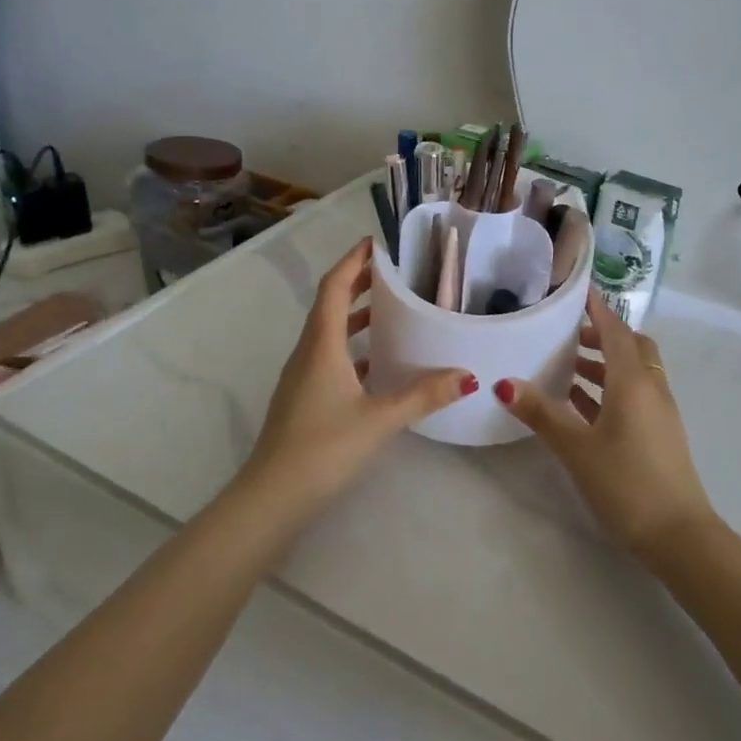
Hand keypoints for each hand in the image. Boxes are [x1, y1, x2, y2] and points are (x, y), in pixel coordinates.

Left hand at [238, 239, 475, 517]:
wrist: (272, 498)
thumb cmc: (323, 448)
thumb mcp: (379, 419)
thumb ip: (423, 395)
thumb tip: (468, 375)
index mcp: (321, 345)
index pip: (334, 287)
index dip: (353, 261)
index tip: (377, 242)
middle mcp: (308, 352)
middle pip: (330, 304)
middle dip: (358, 282)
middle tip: (393, 271)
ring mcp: (301, 376)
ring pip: (329, 331)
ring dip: (355, 315)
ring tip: (391, 309)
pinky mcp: (303, 398)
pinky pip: (329, 356)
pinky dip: (352, 348)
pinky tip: (378, 363)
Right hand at [496, 290, 716, 559]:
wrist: (679, 536)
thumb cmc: (626, 483)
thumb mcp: (577, 448)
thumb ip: (542, 413)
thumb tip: (504, 383)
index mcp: (633, 381)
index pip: (615, 330)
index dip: (596, 309)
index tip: (575, 292)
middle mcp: (651, 388)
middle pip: (630, 346)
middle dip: (601, 335)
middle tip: (566, 335)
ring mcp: (660, 411)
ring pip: (633, 372)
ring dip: (605, 363)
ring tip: (567, 367)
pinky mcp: (660, 433)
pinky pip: (635, 395)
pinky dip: (611, 388)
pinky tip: (583, 406)